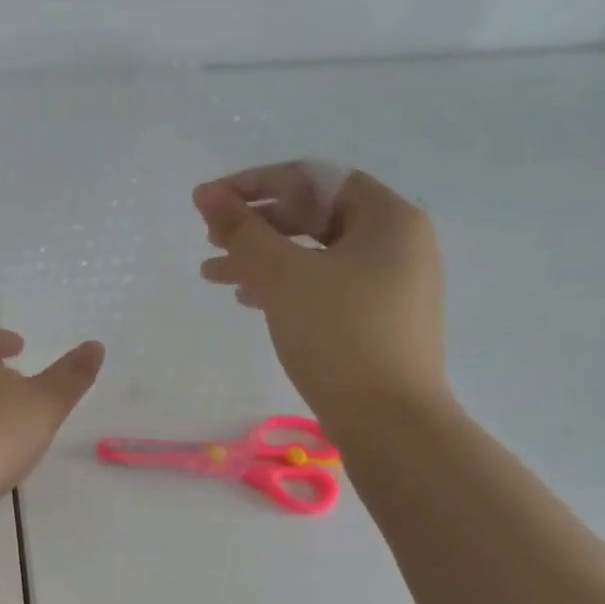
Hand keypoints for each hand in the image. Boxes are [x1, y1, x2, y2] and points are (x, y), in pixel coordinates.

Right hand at [193, 161, 448, 429]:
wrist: (390, 424)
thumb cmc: (338, 335)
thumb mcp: (282, 275)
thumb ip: (241, 229)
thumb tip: (206, 193)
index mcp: (389, 218)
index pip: (314, 179)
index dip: (257, 183)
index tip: (212, 201)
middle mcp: (398, 243)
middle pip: (315, 214)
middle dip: (257, 224)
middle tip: (211, 238)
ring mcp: (392, 284)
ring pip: (315, 253)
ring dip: (262, 257)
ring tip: (214, 273)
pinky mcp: (379, 318)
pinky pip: (325, 284)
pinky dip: (284, 285)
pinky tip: (248, 299)